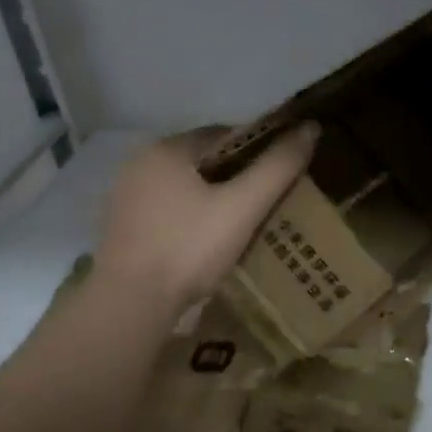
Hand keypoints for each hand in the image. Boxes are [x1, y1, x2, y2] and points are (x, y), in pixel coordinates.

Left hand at [94, 124, 319, 315]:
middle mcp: (140, 162)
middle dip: (233, 176)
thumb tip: (310, 128)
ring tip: (239, 225)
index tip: (279, 177)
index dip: (257, 151)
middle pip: (201, 161)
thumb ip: (277, 168)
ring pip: (182, 187)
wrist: (131, 303)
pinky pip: (165, 210)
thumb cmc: (189, 249)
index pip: (224, 134)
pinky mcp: (121, 226)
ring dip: (210, 198)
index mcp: (168, 148)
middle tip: (263, 204)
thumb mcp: (242, 208)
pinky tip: (203, 241)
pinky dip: (187, 217)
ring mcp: (126, 195)